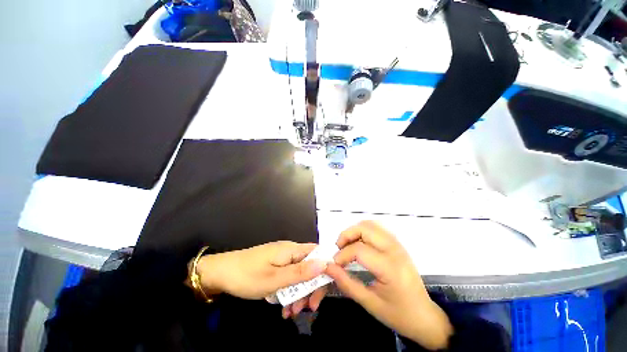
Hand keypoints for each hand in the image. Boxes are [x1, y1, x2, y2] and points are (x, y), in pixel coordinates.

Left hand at [196, 241, 326, 317]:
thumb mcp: (274, 280)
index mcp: (291, 249)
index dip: (325, 268)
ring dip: (299, 293)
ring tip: (291, 312)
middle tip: (308, 309)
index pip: (318, 253)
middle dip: (311, 287)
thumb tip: (325, 264)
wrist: (220, 273)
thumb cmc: (247, 276)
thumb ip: (300, 273)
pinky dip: (289, 291)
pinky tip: (283, 307)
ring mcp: (282, 258)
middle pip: (310, 265)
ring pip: (299, 274)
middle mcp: (289, 251)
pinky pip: (289, 277)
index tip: (325, 290)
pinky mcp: (275, 266)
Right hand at [325, 221, 452, 350]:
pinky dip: (364, 231)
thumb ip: (346, 283)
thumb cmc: (398, 315)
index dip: (342, 255)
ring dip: (355, 231)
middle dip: (346, 235)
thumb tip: (328, 267)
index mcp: (390, 268)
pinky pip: (377, 228)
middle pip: (365, 228)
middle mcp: (394, 250)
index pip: (359, 250)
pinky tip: (359, 243)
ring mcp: (397, 244)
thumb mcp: (369, 303)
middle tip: (339, 249)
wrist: (425, 317)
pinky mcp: (397, 244)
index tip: (334, 265)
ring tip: (347, 245)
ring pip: (371, 224)